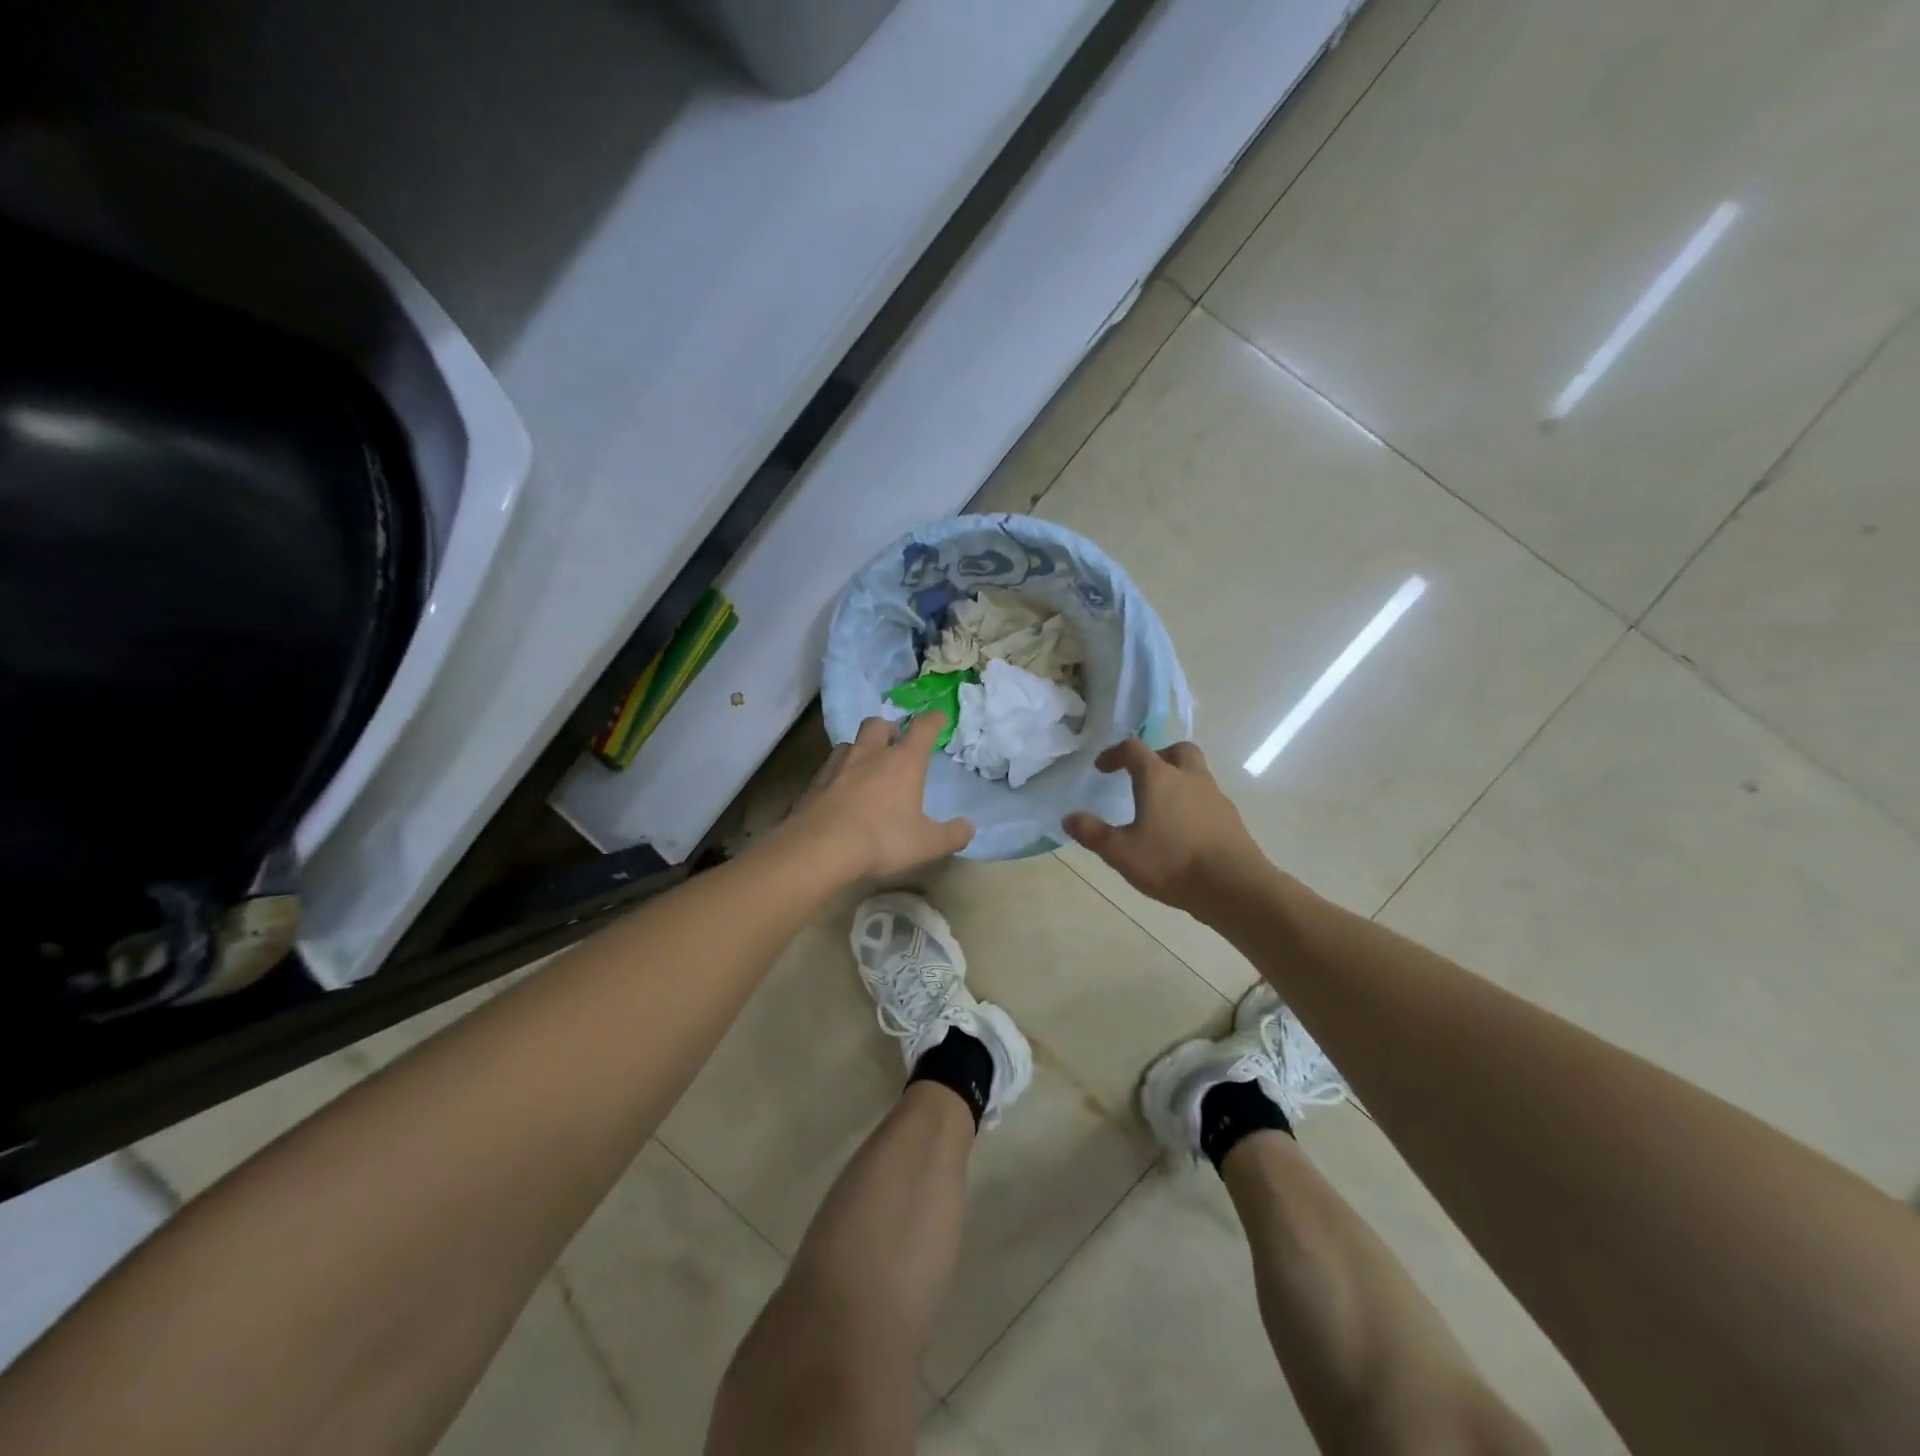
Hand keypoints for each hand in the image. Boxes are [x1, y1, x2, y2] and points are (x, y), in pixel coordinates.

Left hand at [783, 713, 973, 879]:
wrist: (820, 847)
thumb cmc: (882, 839)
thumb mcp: (927, 844)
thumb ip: (952, 835)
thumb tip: (968, 828)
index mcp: (903, 761)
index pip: (923, 728)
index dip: (933, 719)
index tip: (939, 717)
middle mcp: (870, 753)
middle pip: (879, 724)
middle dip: (889, 729)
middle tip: (894, 742)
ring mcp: (838, 764)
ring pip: (851, 743)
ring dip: (861, 749)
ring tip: (865, 767)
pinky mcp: (814, 781)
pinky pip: (829, 766)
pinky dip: (838, 772)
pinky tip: (840, 791)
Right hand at [1063, 739, 1264, 915]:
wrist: (1234, 886)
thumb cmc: (1172, 862)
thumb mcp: (1122, 852)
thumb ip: (1093, 833)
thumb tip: (1068, 818)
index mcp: (1159, 777)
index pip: (1134, 749)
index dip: (1115, 754)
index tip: (1102, 768)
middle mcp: (1189, 778)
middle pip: (1176, 750)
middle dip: (1157, 756)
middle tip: (1142, 776)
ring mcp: (1215, 796)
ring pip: (1196, 773)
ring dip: (1178, 780)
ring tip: (1161, 807)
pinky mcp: (1231, 818)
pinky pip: (1208, 799)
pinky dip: (1193, 804)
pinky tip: (1184, 830)